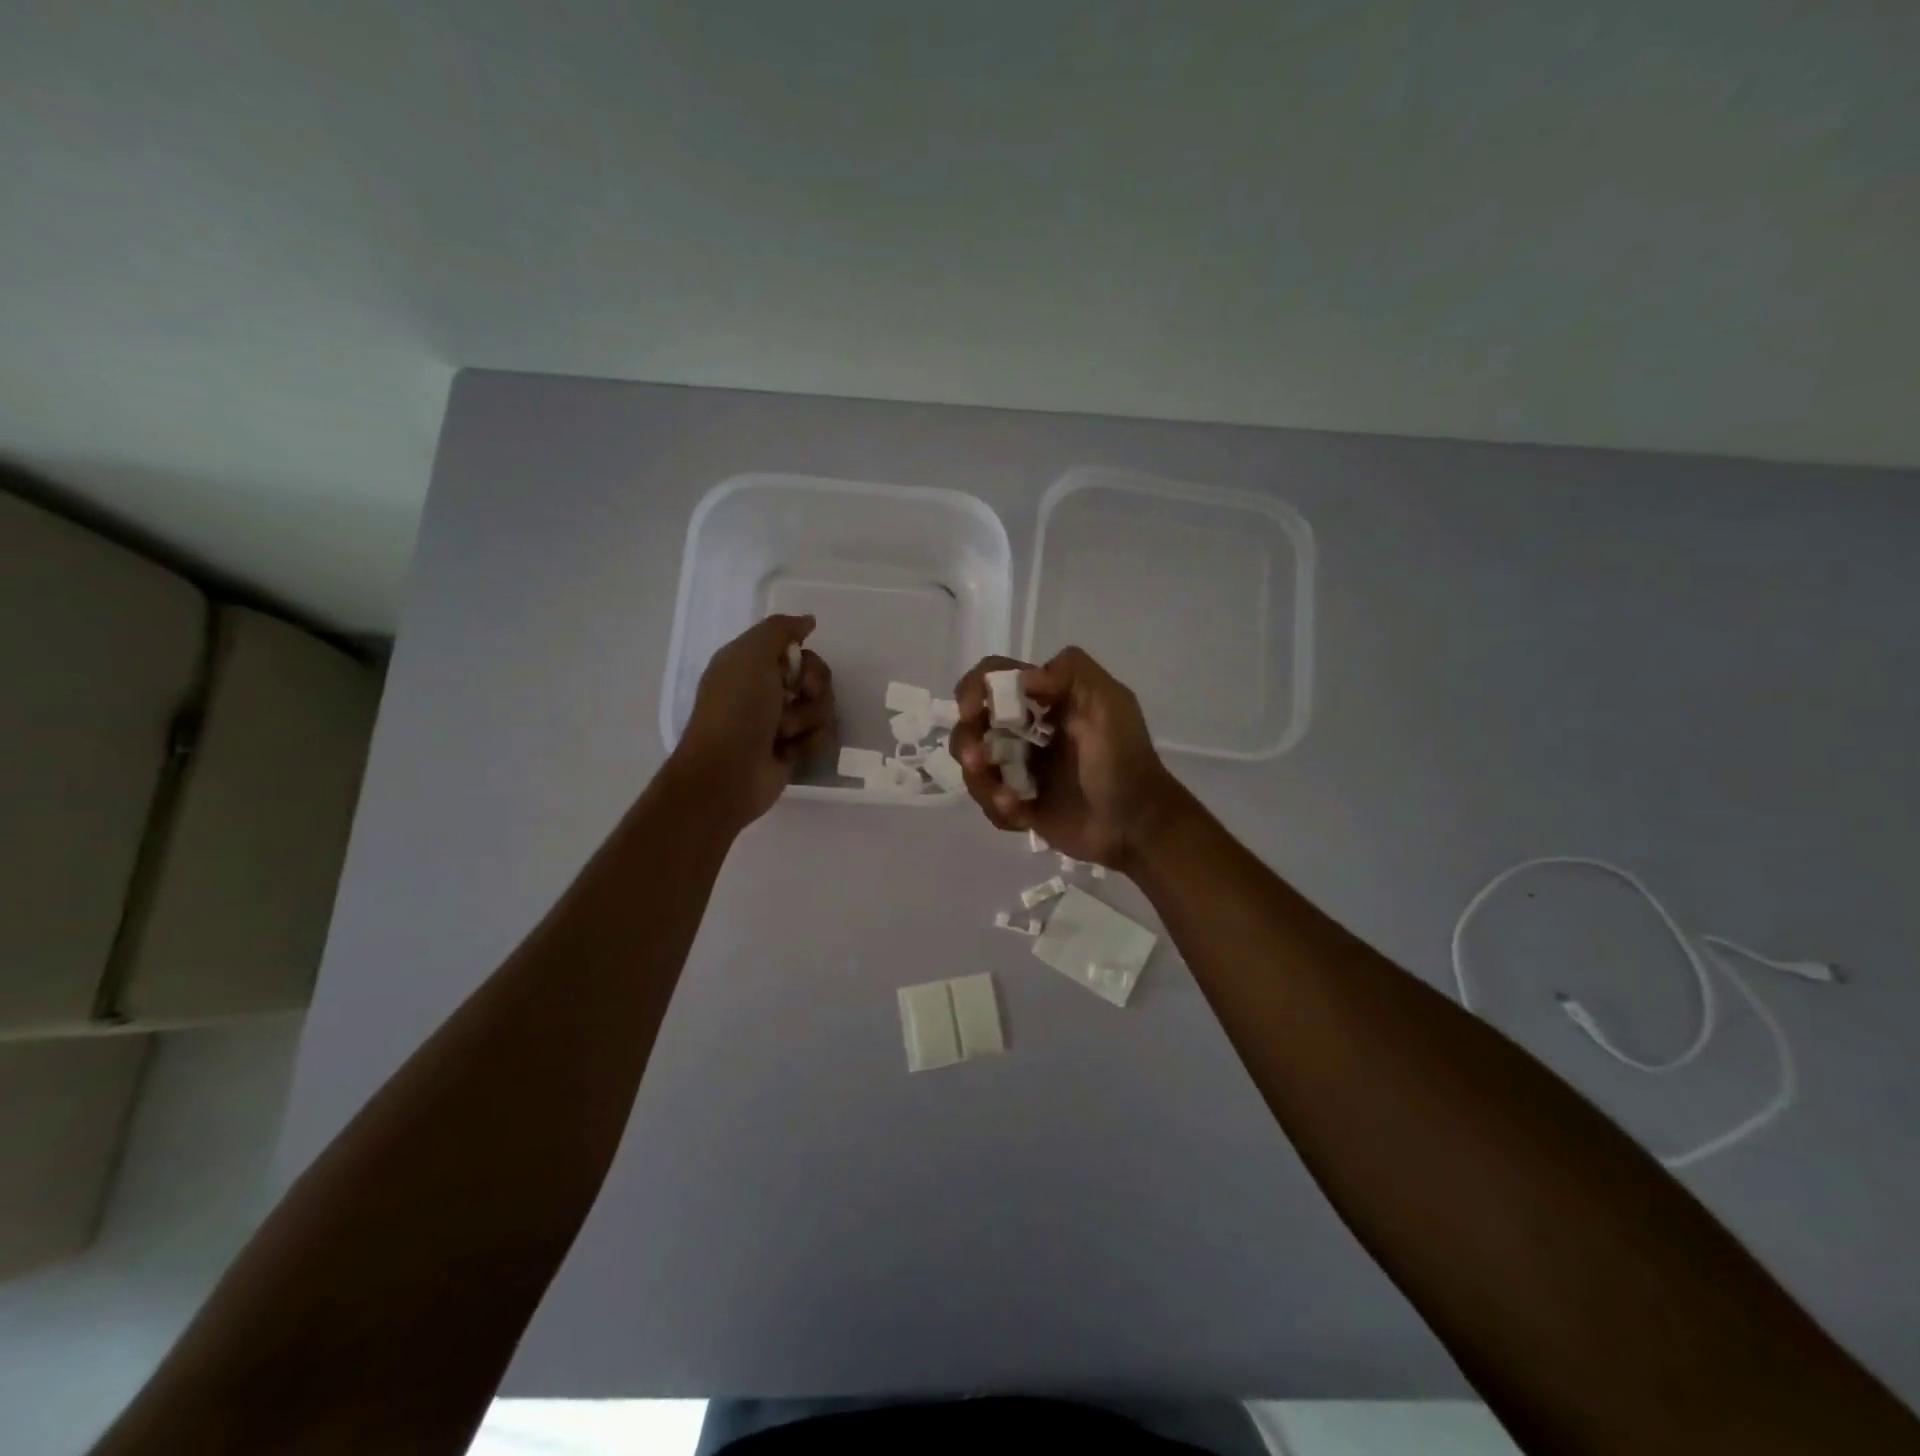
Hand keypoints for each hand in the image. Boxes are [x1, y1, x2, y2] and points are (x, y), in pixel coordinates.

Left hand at [669, 614, 834, 830]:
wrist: (727, 774)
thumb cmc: (736, 710)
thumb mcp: (751, 655)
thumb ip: (780, 630)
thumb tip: (808, 621)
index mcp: (750, 665)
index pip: (798, 652)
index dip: (806, 662)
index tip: (798, 672)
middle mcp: (766, 691)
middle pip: (816, 679)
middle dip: (813, 690)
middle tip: (796, 700)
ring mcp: (780, 723)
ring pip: (822, 709)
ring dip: (808, 720)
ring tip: (785, 734)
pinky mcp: (792, 751)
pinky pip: (822, 737)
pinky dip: (811, 744)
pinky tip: (792, 752)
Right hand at [949, 647, 1188, 871]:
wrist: (1137, 825)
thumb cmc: (1123, 761)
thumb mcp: (1110, 704)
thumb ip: (1072, 673)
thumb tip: (1020, 679)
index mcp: (1044, 700)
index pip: (993, 677)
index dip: (974, 689)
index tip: (973, 712)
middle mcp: (1025, 730)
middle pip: (971, 723)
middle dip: (967, 741)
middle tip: (979, 760)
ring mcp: (1019, 768)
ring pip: (973, 766)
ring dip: (981, 780)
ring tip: (1009, 799)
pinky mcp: (1018, 804)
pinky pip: (988, 801)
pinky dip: (999, 807)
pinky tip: (1022, 815)